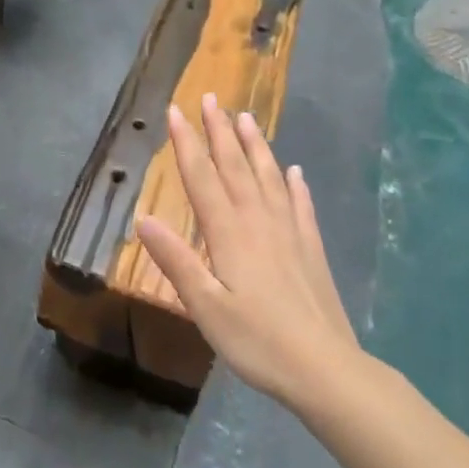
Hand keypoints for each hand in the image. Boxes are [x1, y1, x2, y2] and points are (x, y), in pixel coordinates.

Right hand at [136, 94, 366, 411]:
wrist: (325, 369)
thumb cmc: (256, 340)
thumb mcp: (205, 307)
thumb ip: (176, 260)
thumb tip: (143, 219)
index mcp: (228, 232)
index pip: (202, 177)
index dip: (187, 143)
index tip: (176, 111)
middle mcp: (258, 221)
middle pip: (235, 166)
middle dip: (219, 131)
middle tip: (210, 98)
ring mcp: (289, 232)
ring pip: (269, 177)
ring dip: (255, 146)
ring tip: (246, 118)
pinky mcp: (311, 248)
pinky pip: (301, 205)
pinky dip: (295, 185)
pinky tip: (295, 172)